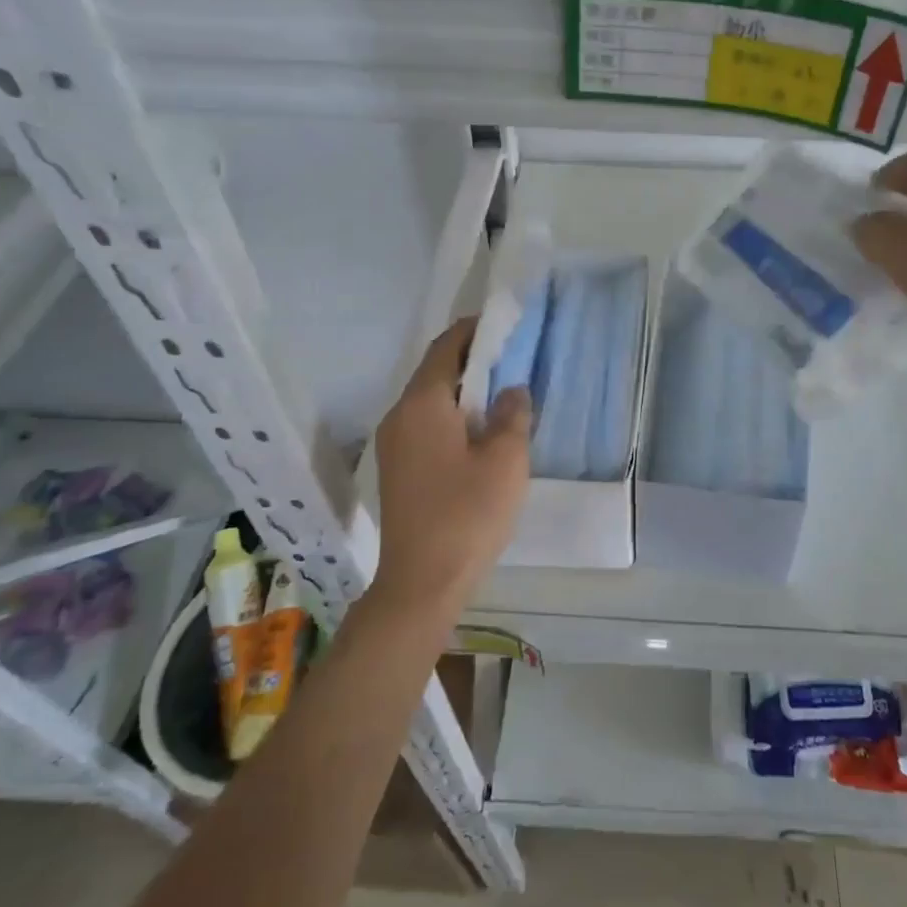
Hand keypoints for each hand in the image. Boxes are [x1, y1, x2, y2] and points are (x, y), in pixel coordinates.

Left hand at [371, 318, 531, 615]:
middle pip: (435, 372)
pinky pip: (426, 425)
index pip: (446, 347)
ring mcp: (393, 445)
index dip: (475, 330)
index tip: (505, 323)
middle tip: (512, 358)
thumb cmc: (468, 514)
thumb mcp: (505, 459)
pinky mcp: (397, 470)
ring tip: (502, 394)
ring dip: (463, 391)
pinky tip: (480, 433)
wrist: (421, 582)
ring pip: (430, 401)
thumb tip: (512, 389)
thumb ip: (512, 414)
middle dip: (472, 360)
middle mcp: (399, 415)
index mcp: (422, 404)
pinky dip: (452, 416)